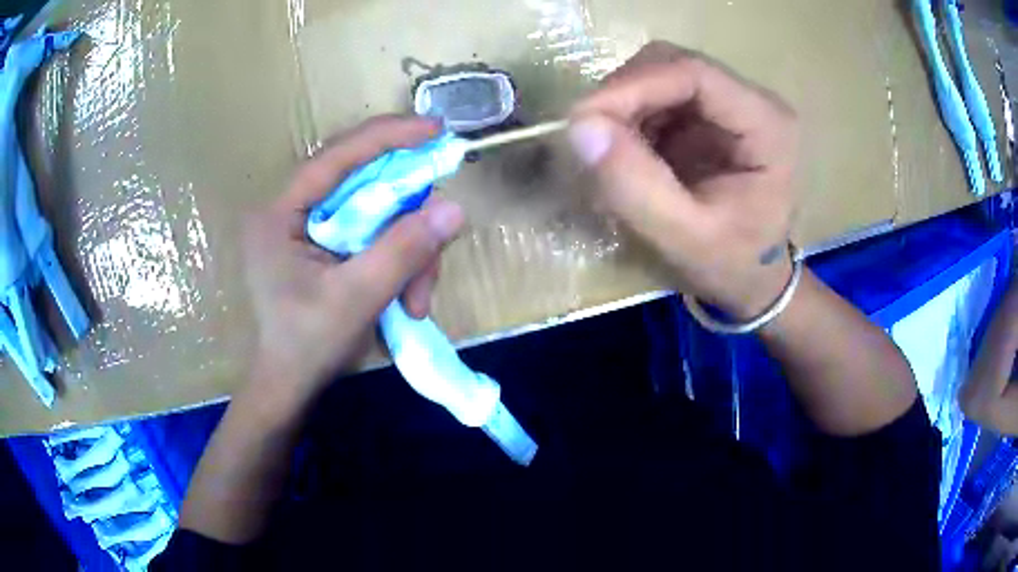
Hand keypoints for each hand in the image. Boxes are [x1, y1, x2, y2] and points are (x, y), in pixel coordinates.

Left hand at [243, 116, 463, 400]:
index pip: (337, 156)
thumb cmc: (308, 346)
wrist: (291, 386)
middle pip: (363, 182)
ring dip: (410, 252)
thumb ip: (403, 252)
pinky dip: (400, 262)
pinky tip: (409, 300)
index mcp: (281, 213)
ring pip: (378, 213)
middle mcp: (294, 210)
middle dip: (407, 216)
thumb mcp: (356, 299)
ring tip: (419, 302)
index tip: (437, 130)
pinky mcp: (330, 246)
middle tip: (440, 235)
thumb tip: (455, 209)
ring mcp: (313, 228)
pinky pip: (377, 236)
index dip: (388, 137)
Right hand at [568, 42, 798, 318]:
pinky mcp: (708, 115)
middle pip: (673, 64)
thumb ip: (636, 186)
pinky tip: (626, 151)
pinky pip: (656, 96)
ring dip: (623, 105)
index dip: (632, 85)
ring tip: (607, 151)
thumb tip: (580, 127)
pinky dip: (629, 116)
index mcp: (767, 124)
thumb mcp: (684, 239)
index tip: (582, 119)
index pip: (694, 73)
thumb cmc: (731, 265)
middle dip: (623, 93)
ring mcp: (729, 104)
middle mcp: (752, 101)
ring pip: (659, 73)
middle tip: (589, 136)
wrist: (753, 280)